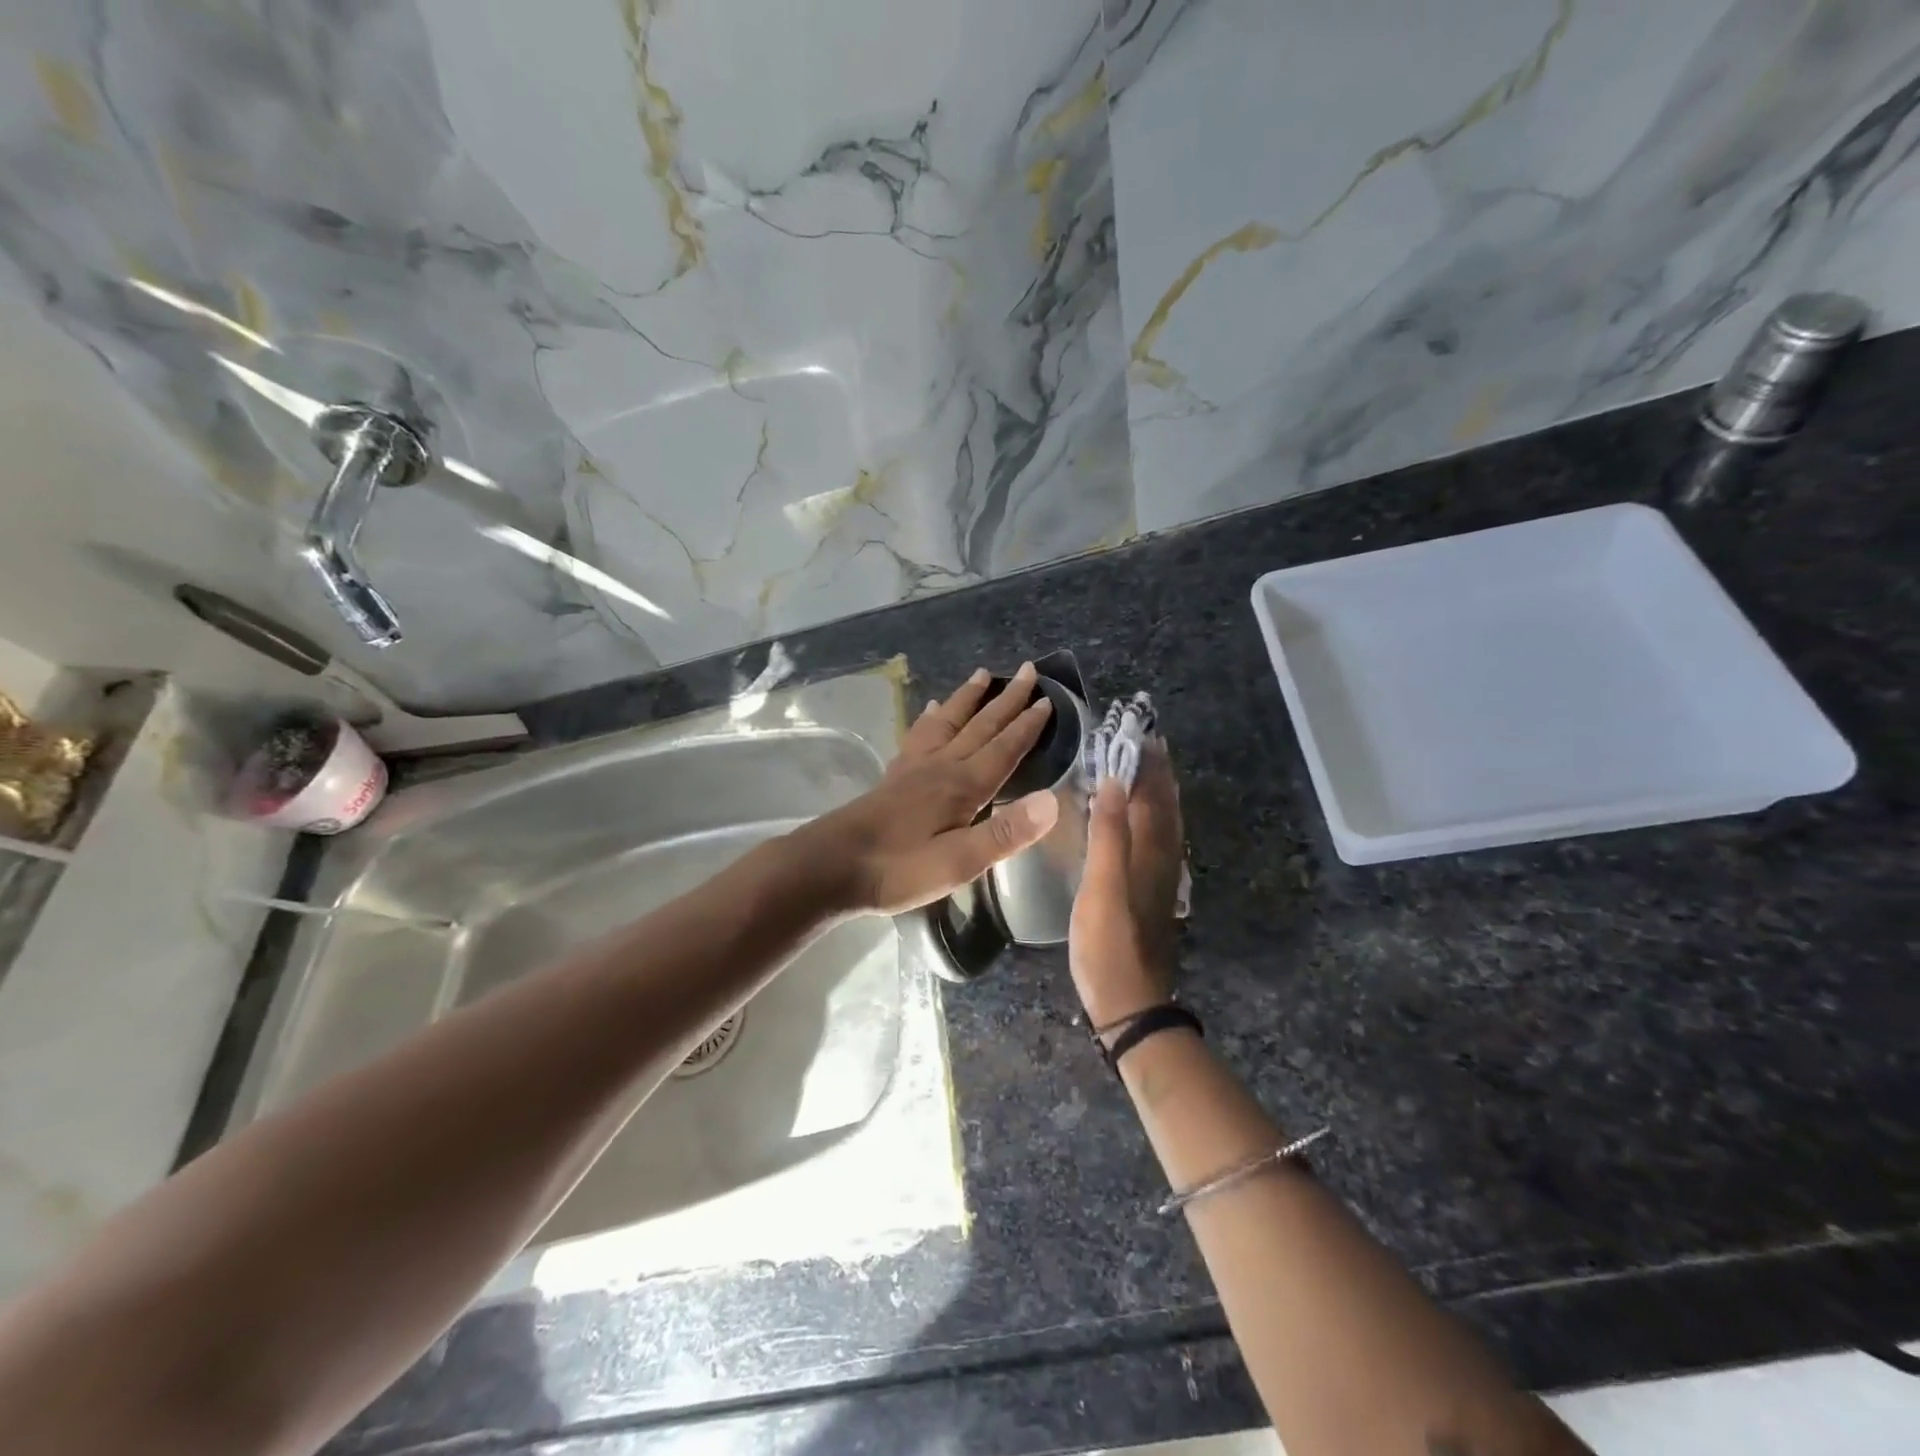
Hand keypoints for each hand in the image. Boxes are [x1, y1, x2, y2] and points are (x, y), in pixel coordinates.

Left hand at [797, 664, 1059, 915]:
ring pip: (948, 722)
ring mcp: (914, 768)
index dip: (1027, 726)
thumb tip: (1051, 801)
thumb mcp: (958, 863)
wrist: (831, 866)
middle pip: (980, 726)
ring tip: (983, 674)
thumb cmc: (898, 869)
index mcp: (962, 786)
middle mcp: (941, 766)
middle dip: (1007, 700)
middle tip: (1029, 670)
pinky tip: (930, 709)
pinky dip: (930, 718)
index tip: (1048, 700)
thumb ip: (1004, 834)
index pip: (1003, 748)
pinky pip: (919, 736)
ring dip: (968, 698)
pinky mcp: (894, 777)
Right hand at [1070, 737, 1184, 1029]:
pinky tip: (1143, 822)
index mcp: (1150, 851)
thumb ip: (1108, 834)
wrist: (1129, 1001)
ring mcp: (1160, 878)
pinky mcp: (1152, 893)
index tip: (1141, 730)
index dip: (1148, 763)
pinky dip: (1154, 818)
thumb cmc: (1108, 943)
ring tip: (1147, 769)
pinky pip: (1158, 840)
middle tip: (1148, 740)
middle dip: (1158, 771)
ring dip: (1159, 792)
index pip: (1153, 795)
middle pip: (1166, 805)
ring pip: (1166, 823)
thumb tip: (1115, 781)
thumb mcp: (1102, 886)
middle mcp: (1163, 859)